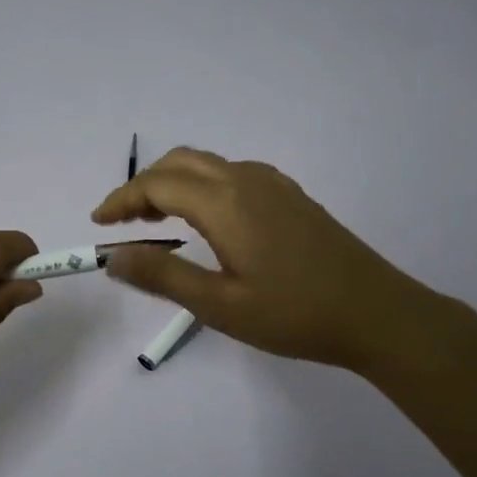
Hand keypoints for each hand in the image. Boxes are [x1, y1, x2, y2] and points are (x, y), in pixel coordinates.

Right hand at [91, 148, 448, 375]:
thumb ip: (161, 277)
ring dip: (173, 182)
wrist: (378, 313)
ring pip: (207, 164)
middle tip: (124, 222)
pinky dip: (202, 184)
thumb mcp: (219, 305)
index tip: (99, 223)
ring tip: (156, 221)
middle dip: (143, 185)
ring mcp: (272, 184)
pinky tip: (207, 219)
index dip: (121, 200)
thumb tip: (112, 257)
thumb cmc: (294, 314)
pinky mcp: (291, 196)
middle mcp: (245, 179)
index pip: (156, 185)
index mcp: (224, 202)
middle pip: (179, 163)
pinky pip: (232, 173)